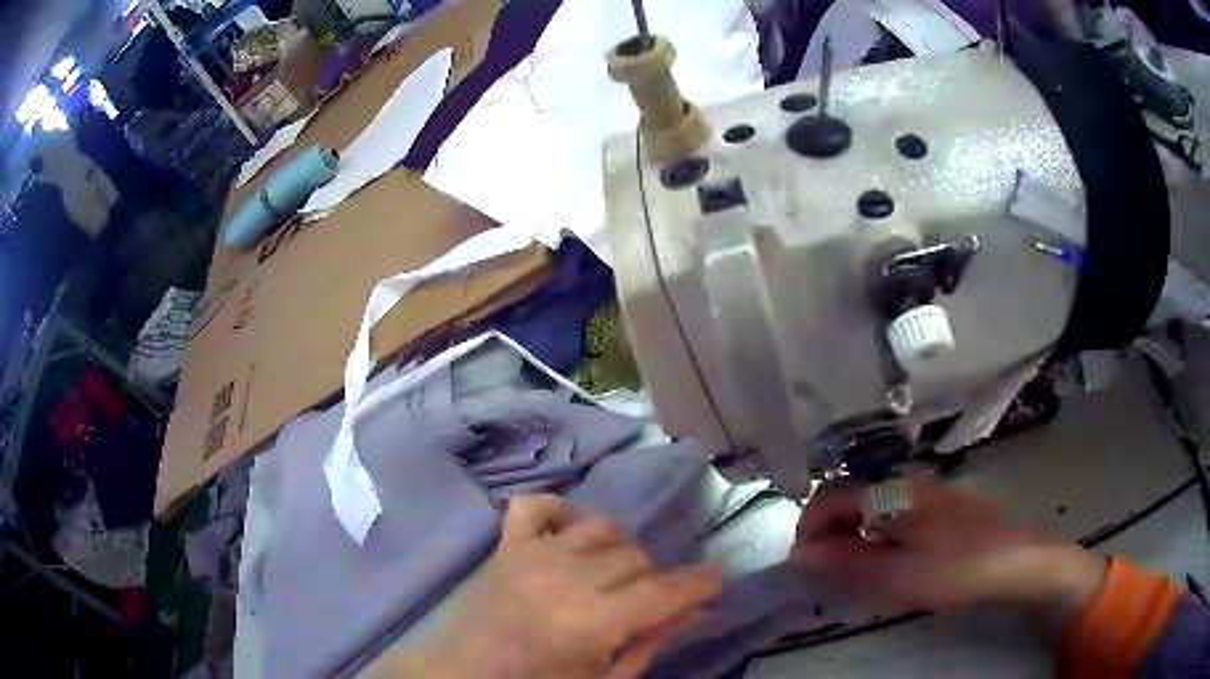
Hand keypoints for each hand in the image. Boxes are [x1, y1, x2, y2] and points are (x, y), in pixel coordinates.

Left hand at [385, 495, 721, 678]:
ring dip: (621, 551)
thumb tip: (697, 613)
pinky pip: (538, 506)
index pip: (663, 591)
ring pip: (603, 529)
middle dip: (658, 580)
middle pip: (637, 559)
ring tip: (616, 579)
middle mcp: (563, 578)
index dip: (700, 584)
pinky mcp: (506, 545)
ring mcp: (530, 555)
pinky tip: (573, 537)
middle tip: (653, 604)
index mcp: (588, 622)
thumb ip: (649, 644)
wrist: (461, 676)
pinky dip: (563, 512)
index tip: (718, 583)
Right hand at [793, 476, 1106, 620]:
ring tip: (855, 574)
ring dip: (852, 537)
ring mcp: (926, 491)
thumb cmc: (956, 569)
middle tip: (828, 576)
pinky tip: (890, 561)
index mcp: (892, 494)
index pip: (829, 498)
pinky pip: (893, 514)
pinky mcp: (940, 504)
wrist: (1015, 561)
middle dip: (828, 535)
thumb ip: (848, 562)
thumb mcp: (898, 575)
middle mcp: (905, 483)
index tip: (803, 567)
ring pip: (871, 508)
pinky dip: (877, 536)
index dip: (807, 530)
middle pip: (849, 500)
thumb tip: (801, 553)